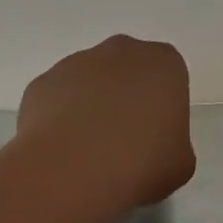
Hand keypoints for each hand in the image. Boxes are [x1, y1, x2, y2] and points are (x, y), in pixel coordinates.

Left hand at [19, 35, 195, 208]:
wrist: (73, 170)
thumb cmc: (141, 163)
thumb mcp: (180, 164)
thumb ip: (173, 144)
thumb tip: (153, 147)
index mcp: (163, 64)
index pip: (169, 76)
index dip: (162, 107)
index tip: (156, 137)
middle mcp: (120, 51)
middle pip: (127, 71)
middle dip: (126, 97)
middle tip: (125, 141)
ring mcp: (75, 63)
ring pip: (89, 82)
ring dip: (91, 107)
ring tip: (89, 152)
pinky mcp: (42, 83)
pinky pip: (57, 99)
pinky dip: (60, 119)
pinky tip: (63, 151)